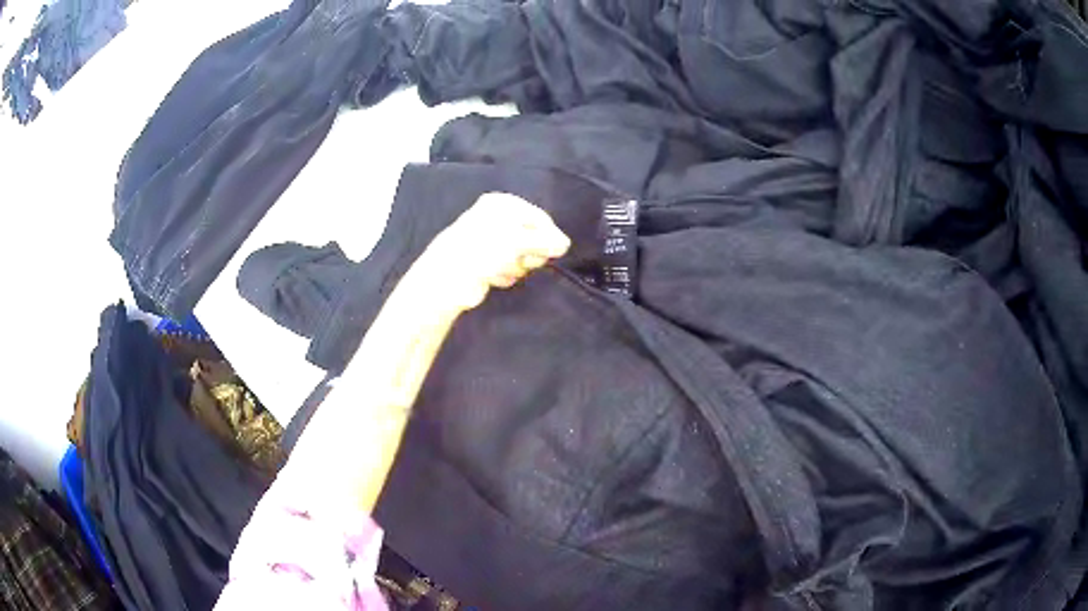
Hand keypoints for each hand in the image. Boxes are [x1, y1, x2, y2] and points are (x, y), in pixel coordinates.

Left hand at [415, 193, 571, 312]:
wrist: (447, 278)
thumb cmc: (483, 250)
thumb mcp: (519, 240)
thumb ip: (545, 241)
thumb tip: (564, 244)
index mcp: (503, 204)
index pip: (540, 218)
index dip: (549, 237)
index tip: (553, 253)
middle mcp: (497, 219)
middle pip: (533, 238)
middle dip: (530, 254)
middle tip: (522, 261)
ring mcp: (491, 241)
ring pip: (522, 256)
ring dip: (516, 267)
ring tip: (500, 269)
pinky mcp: (486, 262)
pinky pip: (508, 268)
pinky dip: (504, 275)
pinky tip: (493, 277)